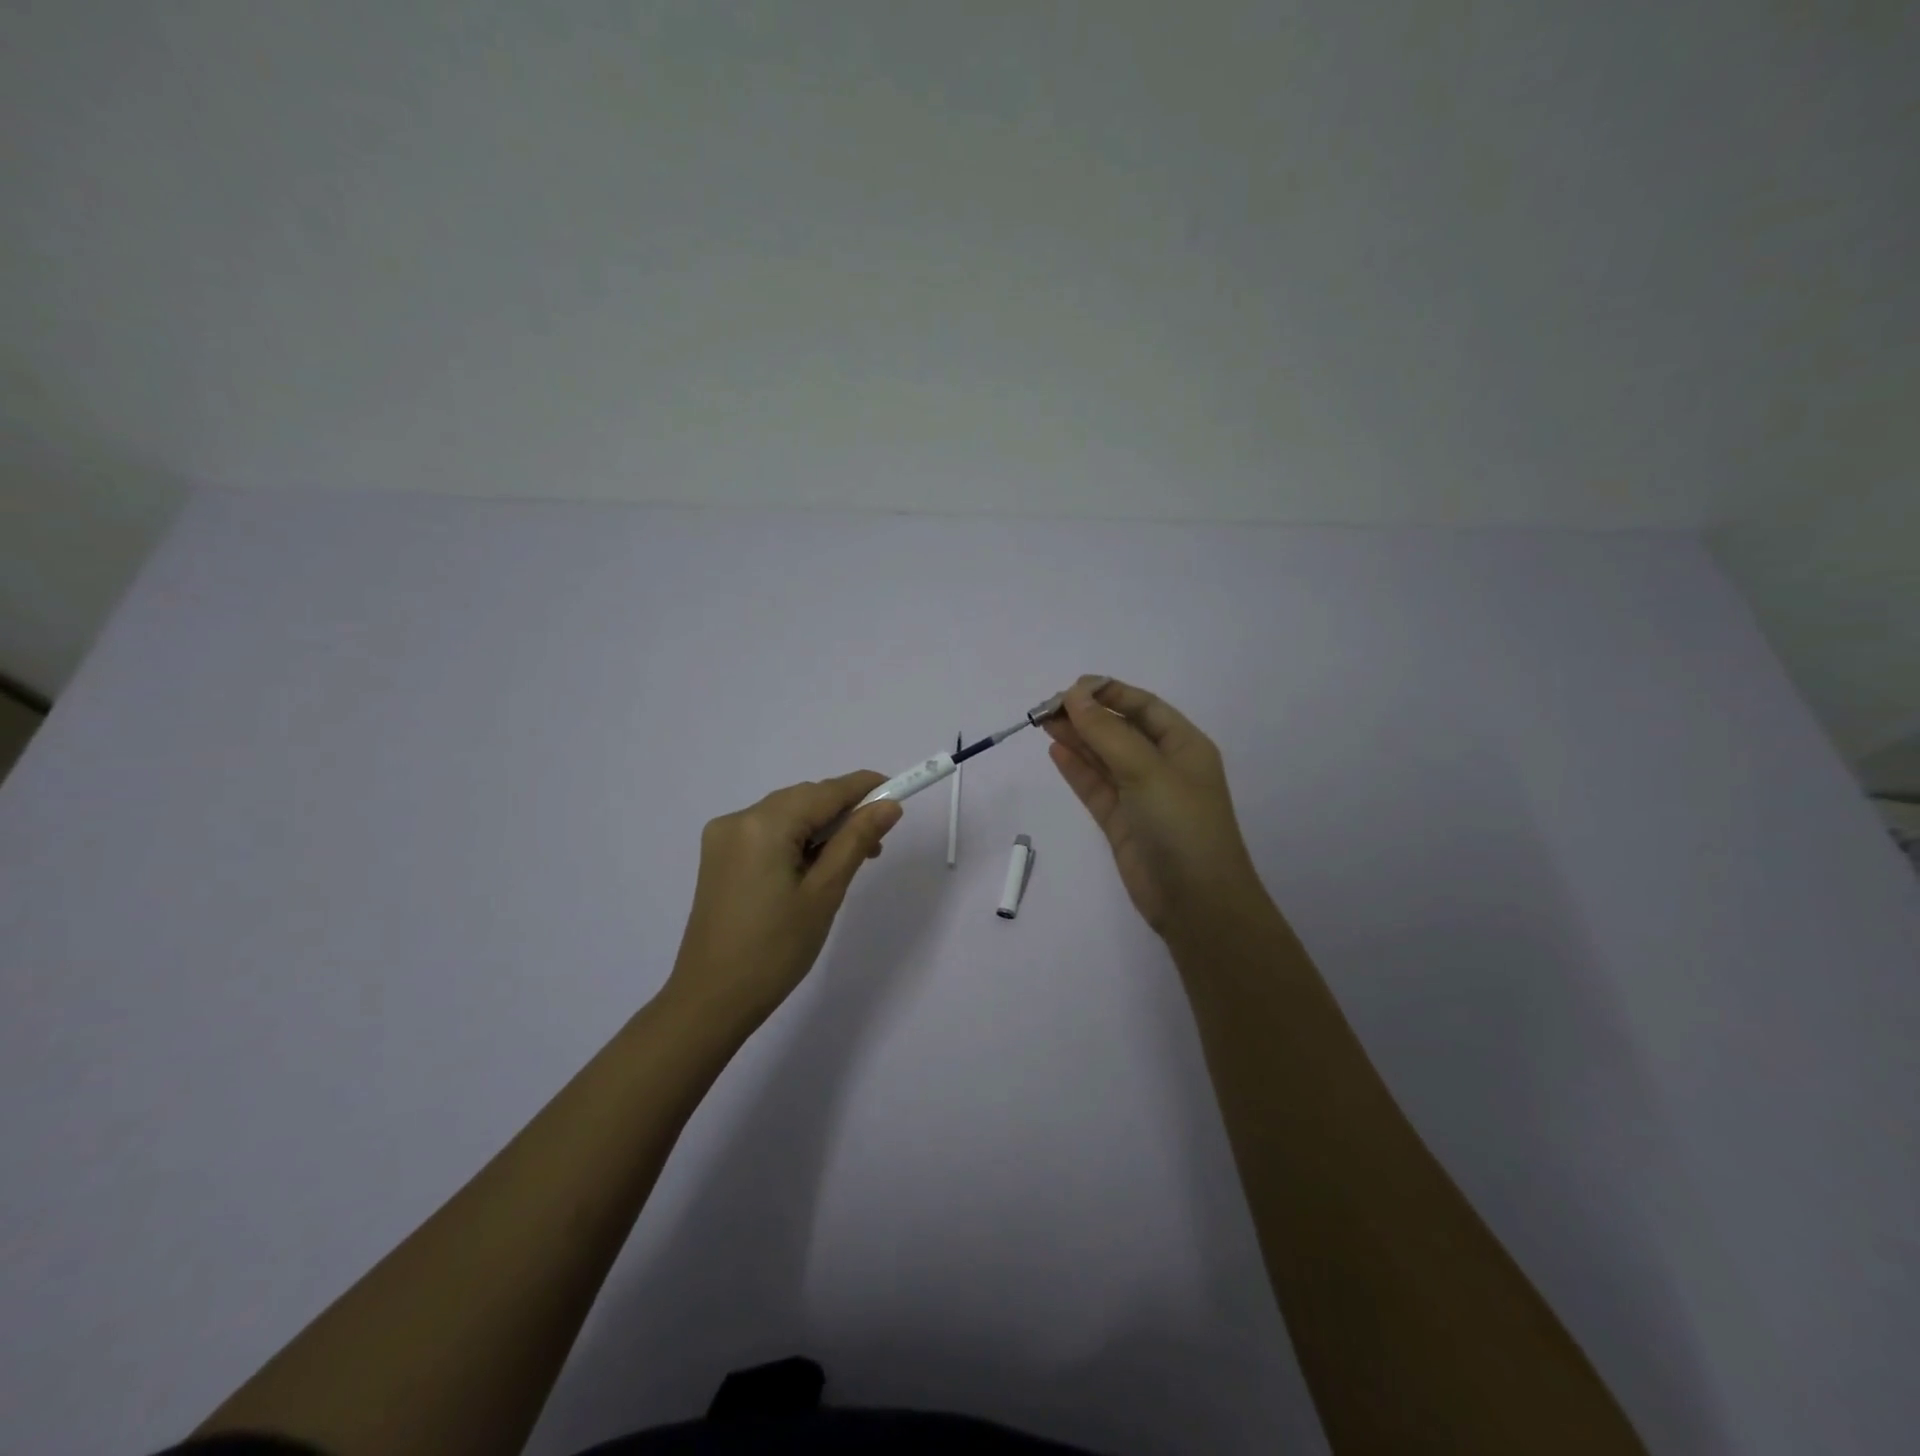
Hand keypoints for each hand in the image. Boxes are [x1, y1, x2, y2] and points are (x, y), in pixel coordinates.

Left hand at [664, 771, 902, 1031]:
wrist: (711, 1001)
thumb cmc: (775, 950)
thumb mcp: (825, 893)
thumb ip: (857, 841)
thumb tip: (889, 805)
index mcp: (764, 824)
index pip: (826, 792)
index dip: (865, 788)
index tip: (900, 791)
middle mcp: (739, 818)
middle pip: (804, 799)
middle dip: (844, 812)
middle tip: (878, 844)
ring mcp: (724, 837)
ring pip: (787, 815)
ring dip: (821, 828)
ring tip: (850, 860)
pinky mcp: (719, 857)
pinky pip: (768, 832)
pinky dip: (796, 840)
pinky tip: (813, 867)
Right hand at [1044, 677, 1267, 936]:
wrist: (1196, 902)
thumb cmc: (1181, 825)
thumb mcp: (1146, 770)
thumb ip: (1107, 732)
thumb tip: (1074, 695)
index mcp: (1184, 745)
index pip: (1143, 706)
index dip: (1109, 692)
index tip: (1071, 688)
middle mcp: (1163, 765)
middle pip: (1120, 730)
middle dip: (1086, 716)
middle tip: (1046, 707)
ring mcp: (1141, 795)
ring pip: (1104, 758)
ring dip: (1077, 739)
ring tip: (1043, 723)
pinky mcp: (1122, 822)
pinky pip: (1096, 787)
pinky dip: (1077, 769)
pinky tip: (1055, 751)